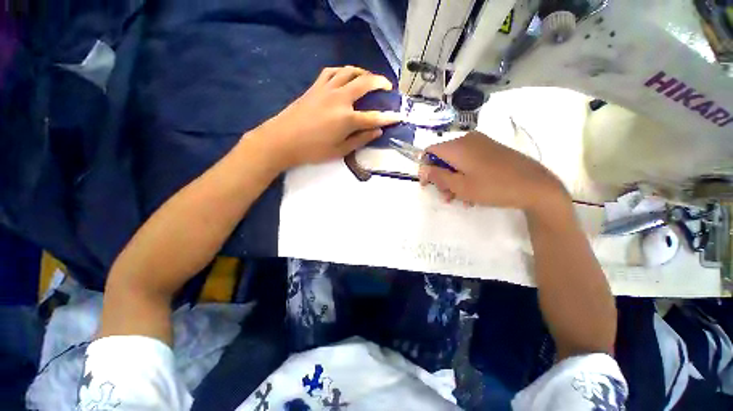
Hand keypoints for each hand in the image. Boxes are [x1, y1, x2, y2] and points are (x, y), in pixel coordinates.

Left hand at [255, 66, 402, 169]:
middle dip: (381, 82)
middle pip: (365, 83)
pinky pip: (332, 72)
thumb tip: (377, 131)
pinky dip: (343, 71)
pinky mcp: (315, 87)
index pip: (374, 117)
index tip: (399, 116)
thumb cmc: (313, 150)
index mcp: (347, 119)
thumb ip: (360, 140)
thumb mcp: (340, 151)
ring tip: (369, 78)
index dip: (389, 117)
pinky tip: (346, 76)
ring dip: (363, 72)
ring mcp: (327, 89)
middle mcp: (340, 99)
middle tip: (388, 86)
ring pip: (349, 72)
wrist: (282, 140)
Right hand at [418, 131, 568, 212]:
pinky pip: (470, 161)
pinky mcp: (491, 150)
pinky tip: (471, 192)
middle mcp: (467, 140)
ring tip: (459, 199)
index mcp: (457, 147)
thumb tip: (422, 169)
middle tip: (446, 196)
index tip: (427, 185)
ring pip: (456, 161)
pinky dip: (465, 175)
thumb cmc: (492, 187)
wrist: (536, 186)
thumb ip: (437, 176)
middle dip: (441, 178)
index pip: (429, 151)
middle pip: (443, 157)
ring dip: (453, 180)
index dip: (424, 168)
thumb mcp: (459, 185)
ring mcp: (481, 144)